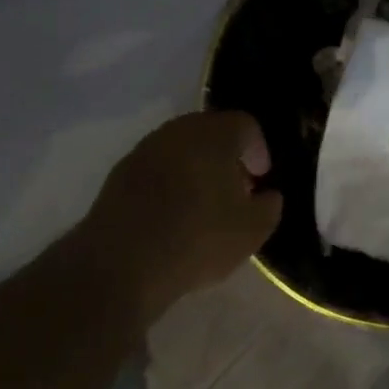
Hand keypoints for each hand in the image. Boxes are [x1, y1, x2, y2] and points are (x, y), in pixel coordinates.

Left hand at [85, 111, 281, 323]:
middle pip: (211, 132)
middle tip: (235, 190)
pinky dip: (168, 183)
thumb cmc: (196, 238)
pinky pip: (156, 169)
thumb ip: (269, 207)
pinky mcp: (119, 173)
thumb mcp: (251, 231)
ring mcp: (145, 149)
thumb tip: (268, 195)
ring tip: (202, 205)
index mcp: (215, 133)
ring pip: (181, 149)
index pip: (246, 125)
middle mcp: (179, 130)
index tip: (260, 178)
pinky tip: (170, 215)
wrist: (119, 264)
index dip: (258, 150)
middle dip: (226, 157)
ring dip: (196, 169)